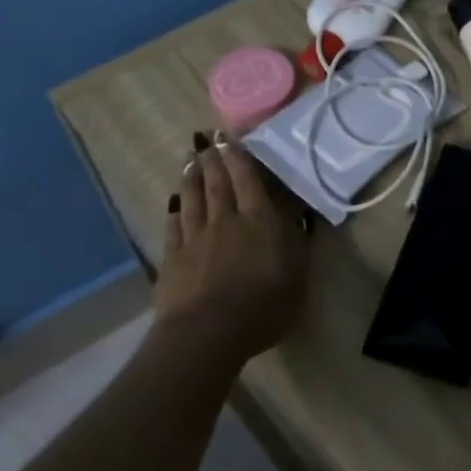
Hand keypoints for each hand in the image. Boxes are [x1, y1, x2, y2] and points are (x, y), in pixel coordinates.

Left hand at [154, 135, 308, 360]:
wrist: (208, 333)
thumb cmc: (264, 305)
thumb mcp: (298, 273)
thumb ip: (296, 240)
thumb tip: (297, 214)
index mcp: (259, 220)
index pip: (248, 180)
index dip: (238, 157)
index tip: (228, 136)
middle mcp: (226, 220)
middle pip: (217, 184)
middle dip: (212, 159)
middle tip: (205, 139)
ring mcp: (195, 239)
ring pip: (193, 199)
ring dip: (191, 177)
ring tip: (190, 160)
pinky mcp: (173, 259)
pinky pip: (174, 227)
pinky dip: (175, 210)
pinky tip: (174, 201)